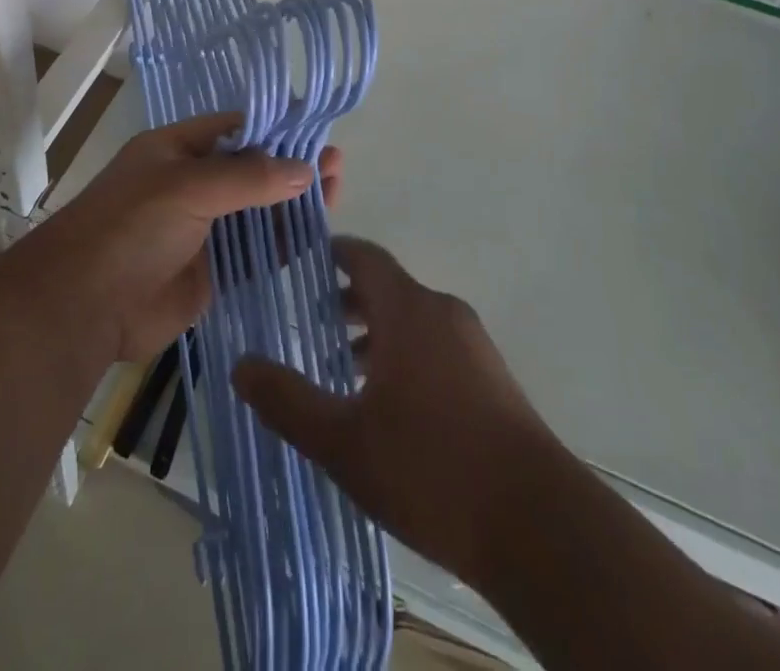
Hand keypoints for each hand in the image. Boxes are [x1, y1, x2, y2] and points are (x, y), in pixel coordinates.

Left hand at [15, 113, 343, 365]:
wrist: (84, 306)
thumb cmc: (130, 227)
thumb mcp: (188, 187)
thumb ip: (249, 178)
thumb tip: (307, 170)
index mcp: (177, 150)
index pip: (234, 129)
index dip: (274, 128)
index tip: (315, 129)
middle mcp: (192, 184)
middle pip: (252, 169)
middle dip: (292, 166)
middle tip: (337, 165)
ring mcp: (202, 229)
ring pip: (258, 211)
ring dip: (294, 203)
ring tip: (338, 193)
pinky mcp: (211, 272)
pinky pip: (255, 252)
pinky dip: (284, 243)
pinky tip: (318, 234)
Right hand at [232, 237, 552, 582]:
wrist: (540, 527)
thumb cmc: (431, 469)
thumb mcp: (344, 441)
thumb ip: (287, 400)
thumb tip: (239, 364)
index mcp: (408, 309)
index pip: (364, 256)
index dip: (332, 253)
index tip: (301, 262)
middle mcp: (443, 312)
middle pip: (388, 289)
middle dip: (348, 302)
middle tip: (310, 325)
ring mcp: (474, 346)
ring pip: (413, 321)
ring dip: (377, 335)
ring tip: (343, 372)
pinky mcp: (494, 380)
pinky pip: (438, 348)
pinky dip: (406, 356)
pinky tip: (391, 409)